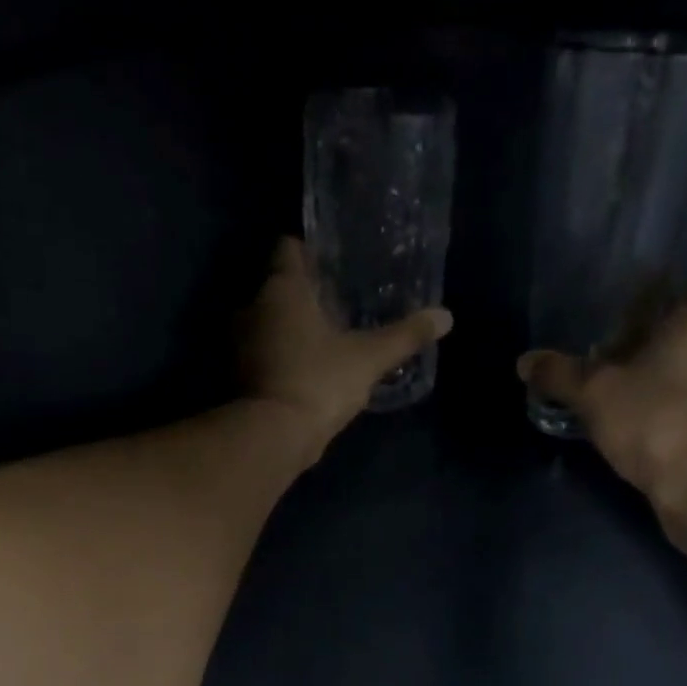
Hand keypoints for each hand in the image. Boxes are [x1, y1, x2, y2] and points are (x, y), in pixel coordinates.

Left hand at [240, 238, 452, 458]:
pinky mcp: (241, 377)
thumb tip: (446, 316)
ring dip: (292, 328)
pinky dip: (283, 357)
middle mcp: (253, 308)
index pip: (289, 249)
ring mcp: (241, 345)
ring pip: (269, 323)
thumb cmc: (319, 382)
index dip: (310, 251)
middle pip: (279, 287)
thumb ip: (405, 336)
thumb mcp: (369, 358)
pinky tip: (310, 369)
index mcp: (282, 289)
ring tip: (327, 338)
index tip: (333, 261)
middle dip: (306, 294)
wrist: (274, 436)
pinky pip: (265, 354)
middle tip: (339, 303)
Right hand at [518, 277, 686, 542]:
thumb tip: (525, 361)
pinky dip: (667, 414)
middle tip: (614, 352)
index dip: (681, 292)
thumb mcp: (595, 394)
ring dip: (660, 380)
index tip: (649, 304)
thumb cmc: (656, 419)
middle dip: (656, 341)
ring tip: (618, 393)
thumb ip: (560, 375)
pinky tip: (636, 429)